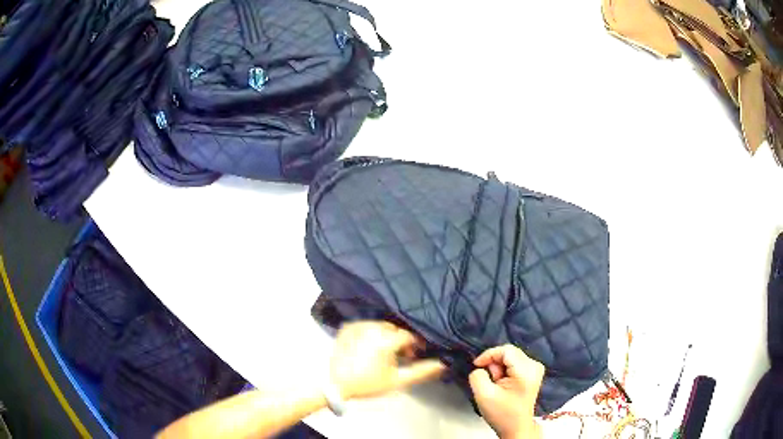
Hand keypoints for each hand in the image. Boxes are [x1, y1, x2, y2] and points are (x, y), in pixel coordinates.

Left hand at [330, 321, 445, 399]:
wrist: (336, 385)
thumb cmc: (368, 384)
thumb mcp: (397, 381)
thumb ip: (421, 371)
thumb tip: (443, 364)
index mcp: (384, 339)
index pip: (409, 335)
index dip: (416, 344)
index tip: (416, 355)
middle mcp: (371, 327)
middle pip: (395, 329)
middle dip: (401, 341)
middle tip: (402, 356)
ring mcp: (357, 326)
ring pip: (381, 326)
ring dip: (388, 336)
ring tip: (386, 352)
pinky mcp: (347, 327)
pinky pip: (366, 325)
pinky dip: (372, 333)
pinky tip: (371, 347)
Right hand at [469, 345, 544, 438]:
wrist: (516, 427)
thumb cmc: (502, 413)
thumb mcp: (483, 395)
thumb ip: (477, 376)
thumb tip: (480, 367)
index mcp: (526, 370)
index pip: (506, 350)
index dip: (488, 355)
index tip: (476, 366)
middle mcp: (534, 365)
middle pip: (508, 353)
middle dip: (494, 365)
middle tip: (490, 381)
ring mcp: (535, 368)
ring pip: (510, 358)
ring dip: (498, 369)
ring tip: (496, 385)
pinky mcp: (532, 373)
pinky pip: (514, 363)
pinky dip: (504, 371)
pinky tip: (502, 384)